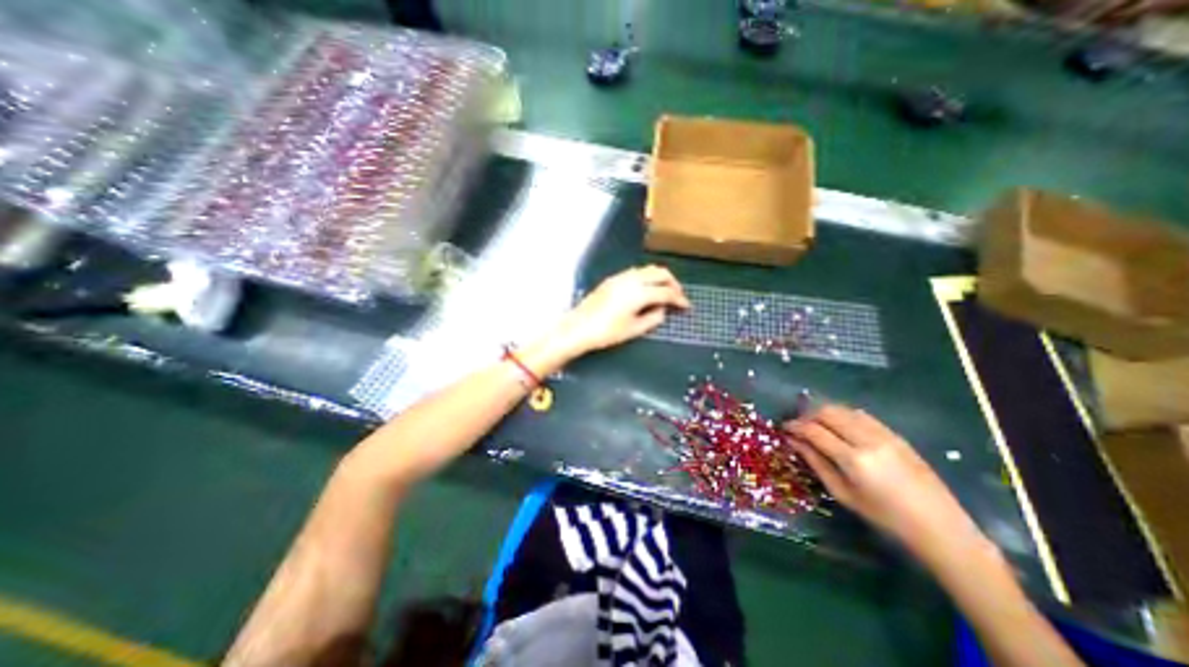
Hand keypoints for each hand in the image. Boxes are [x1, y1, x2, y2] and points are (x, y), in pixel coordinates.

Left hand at [555, 265, 694, 359]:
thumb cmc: (607, 332)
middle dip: (673, 283)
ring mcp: (621, 277)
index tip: (686, 306)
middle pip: (660, 273)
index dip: (679, 299)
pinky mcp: (612, 279)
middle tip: (678, 296)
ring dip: (660, 278)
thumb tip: (663, 310)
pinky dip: (647, 277)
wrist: (578, 328)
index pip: (666, 292)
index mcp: (639, 293)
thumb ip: (653, 318)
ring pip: (648, 269)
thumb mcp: (634, 330)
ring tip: (664, 292)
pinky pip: (636, 272)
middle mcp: (632, 279)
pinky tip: (647, 289)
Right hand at [787, 403, 989, 563]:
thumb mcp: (843, 494)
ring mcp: (884, 434)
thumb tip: (793, 441)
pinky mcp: (895, 434)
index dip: (795, 426)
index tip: (784, 428)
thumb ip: (816, 463)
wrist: (941, 528)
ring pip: (844, 409)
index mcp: (853, 459)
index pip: (814, 430)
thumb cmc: (885, 518)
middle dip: (807, 415)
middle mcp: (867, 439)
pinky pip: (862, 415)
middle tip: (798, 426)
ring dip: (824, 412)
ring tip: (816, 424)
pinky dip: (844, 415)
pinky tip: (839, 426)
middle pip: (828, 412)